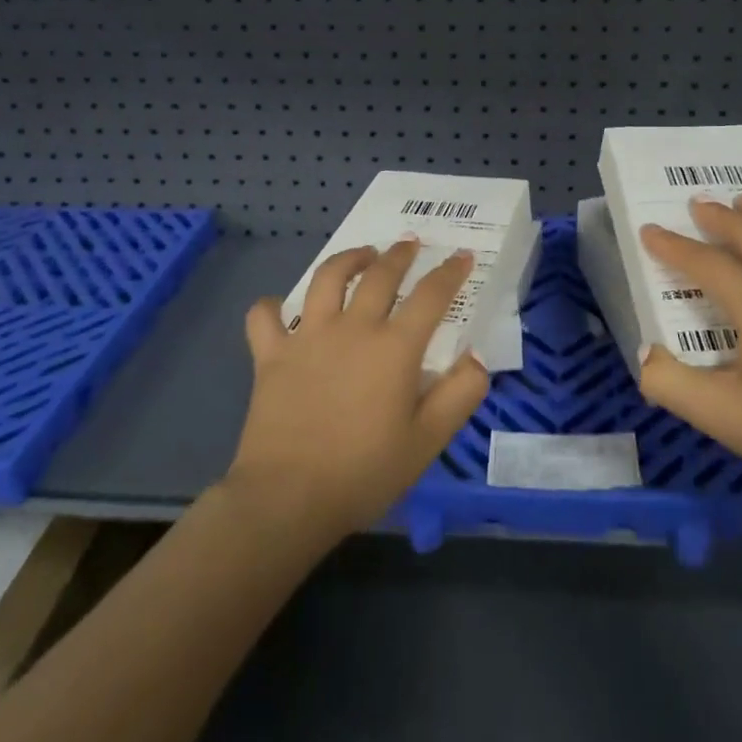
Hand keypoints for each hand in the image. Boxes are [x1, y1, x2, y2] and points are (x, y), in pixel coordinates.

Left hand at [225, 241, 489, 545]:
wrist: (288, 498)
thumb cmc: (365, 472)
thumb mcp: (428, 441)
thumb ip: (460, 394)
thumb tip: (476, 358)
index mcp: (394, 347)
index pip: (431, 295)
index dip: (450, 272)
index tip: (462, 256)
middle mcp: (353, 328)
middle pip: (380, 275)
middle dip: (400, 254)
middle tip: (410, 243)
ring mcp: (308, 337)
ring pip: (327, 278)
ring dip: (347, 259)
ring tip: (361, 255)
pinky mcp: (271, 355)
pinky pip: (264, 317)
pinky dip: (271, 307)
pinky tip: (279, 308)